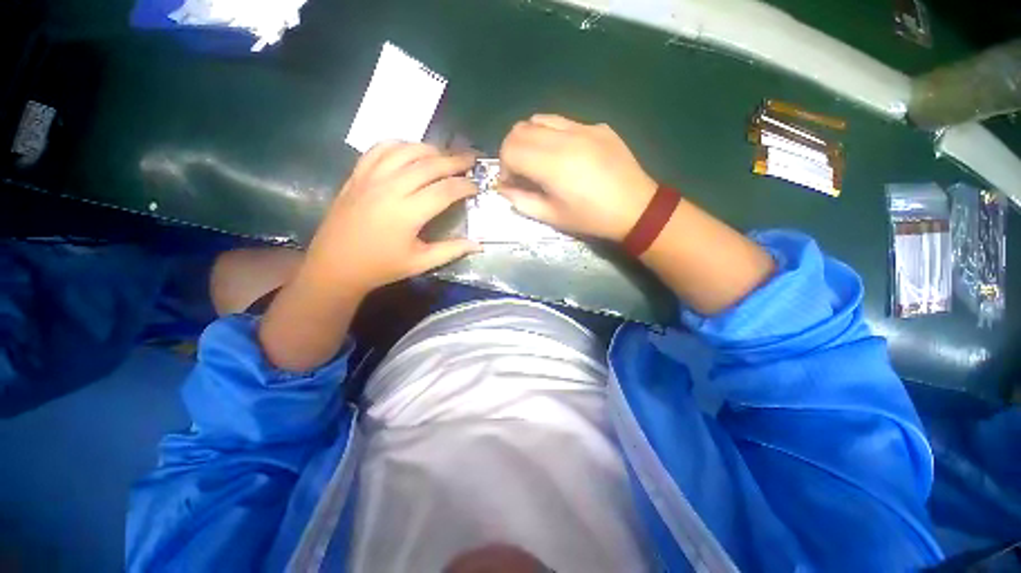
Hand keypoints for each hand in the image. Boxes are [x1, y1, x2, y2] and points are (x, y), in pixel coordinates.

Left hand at [303, 142, 479, 295]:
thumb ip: (451, 251)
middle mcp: (390, 189)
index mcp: (407, 213)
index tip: (476, 185)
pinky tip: (410, 149)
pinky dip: (399, 145)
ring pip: (405, 151)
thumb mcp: (420, 263)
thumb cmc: (381, 267)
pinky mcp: (357, 175)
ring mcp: (370, 178)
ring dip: (429, 148)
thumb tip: (479, 245)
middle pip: (428, 165)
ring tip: (445, 154)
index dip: (464, 185)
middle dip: (454, 160)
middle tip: (471, 158)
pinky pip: (379, 149)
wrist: (335, 265)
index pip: (444, 190)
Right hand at [498, 114, 656, 240]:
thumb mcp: (553, 217)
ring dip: (530, 139)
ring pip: (539, 119)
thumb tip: (503, 188)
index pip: (510, 149)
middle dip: (512, 151)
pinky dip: (551, 134)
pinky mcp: (597, 126)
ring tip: (539, 161)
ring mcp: (583, 127)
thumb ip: (522, 201)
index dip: (503, 167)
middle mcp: (565, 138)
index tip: (512, 183)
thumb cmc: (591, 218)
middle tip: (521, 172)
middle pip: (520, 129)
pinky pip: (563, 122)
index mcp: (553, 164)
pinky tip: (563, 154)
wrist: (636, 208)